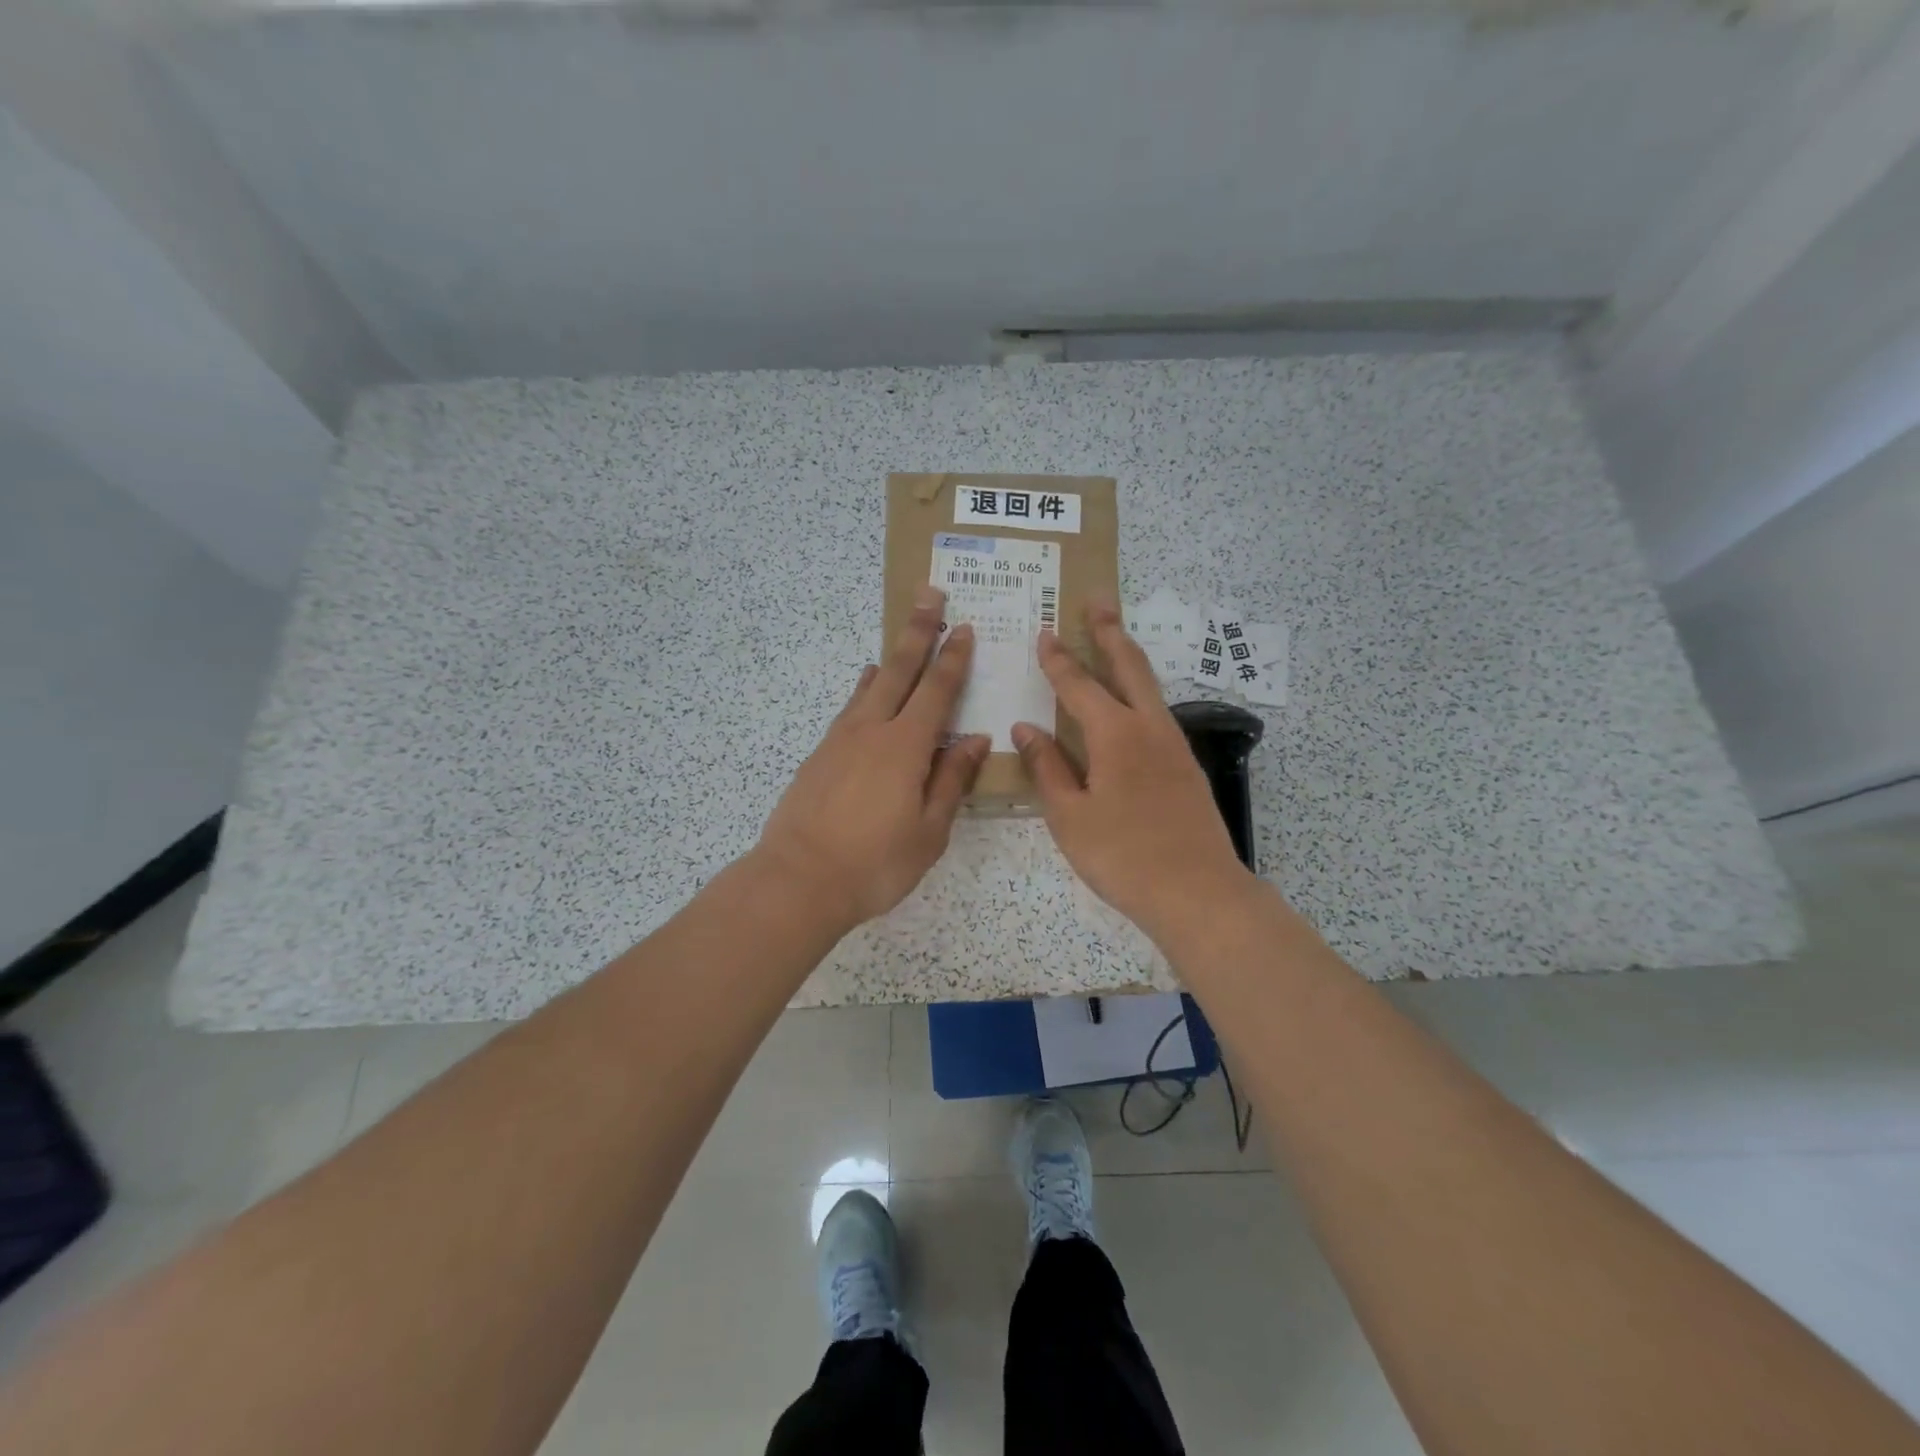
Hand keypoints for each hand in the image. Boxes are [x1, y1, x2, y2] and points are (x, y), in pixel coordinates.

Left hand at [754, 585, 989, 931]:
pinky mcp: (818, 756)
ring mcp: (839, 740)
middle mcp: (871, 730)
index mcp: (905, 747)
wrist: (799, 880)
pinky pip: (848, 710)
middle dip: (917, 632)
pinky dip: (862, 692)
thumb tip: (974, 740)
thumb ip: (951, 781)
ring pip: (868, 687)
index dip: (953, 659)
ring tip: (898, 643)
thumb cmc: (875, 863)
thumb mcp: (929, 831)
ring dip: (888, 660)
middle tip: (929, 595)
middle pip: (898, 671)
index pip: (936, 691)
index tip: (964, 628)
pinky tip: (865, 694)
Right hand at [1011, 595, 1256, 943]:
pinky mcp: (1186, 766)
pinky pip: (1157, 713)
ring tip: (1114, 640)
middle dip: (1110, 631)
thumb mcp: (1070, 816)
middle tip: (1098, 601)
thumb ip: (1046, 767)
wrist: (1198, 892)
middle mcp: (1149, 727)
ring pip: (1149, 686)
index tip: (1044, 631)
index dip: (1058, 659)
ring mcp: (1174, 745)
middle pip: (1129, 666)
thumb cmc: (1122, 856)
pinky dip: (1140, 692)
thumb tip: (1026, 728)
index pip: (1078, 685)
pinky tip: (1131, 706)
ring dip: (1129, 658)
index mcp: (1115, 734)